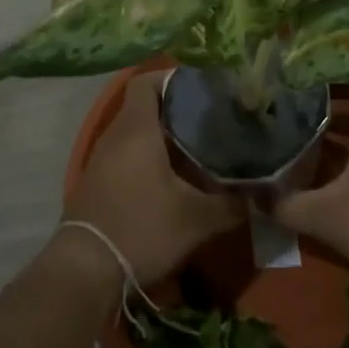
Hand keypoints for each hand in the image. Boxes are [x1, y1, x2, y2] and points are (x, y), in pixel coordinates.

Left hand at [64, 73, 245, 285]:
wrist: (85, 269)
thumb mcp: (195, 219)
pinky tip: (172, 176)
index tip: (201, 87)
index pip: (147, 80)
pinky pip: (126, 153)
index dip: (172, 78)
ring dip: (162, 135)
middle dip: (176, 109)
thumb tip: (263, 194)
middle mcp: (115, 134)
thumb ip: (232, 203)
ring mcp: (102, 157)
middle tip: (210, 118)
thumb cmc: (141, 228)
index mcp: (136, 128)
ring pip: (135, 131)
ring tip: (198, 145)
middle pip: (144, 105)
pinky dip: (148, 155)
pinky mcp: (98, 180)